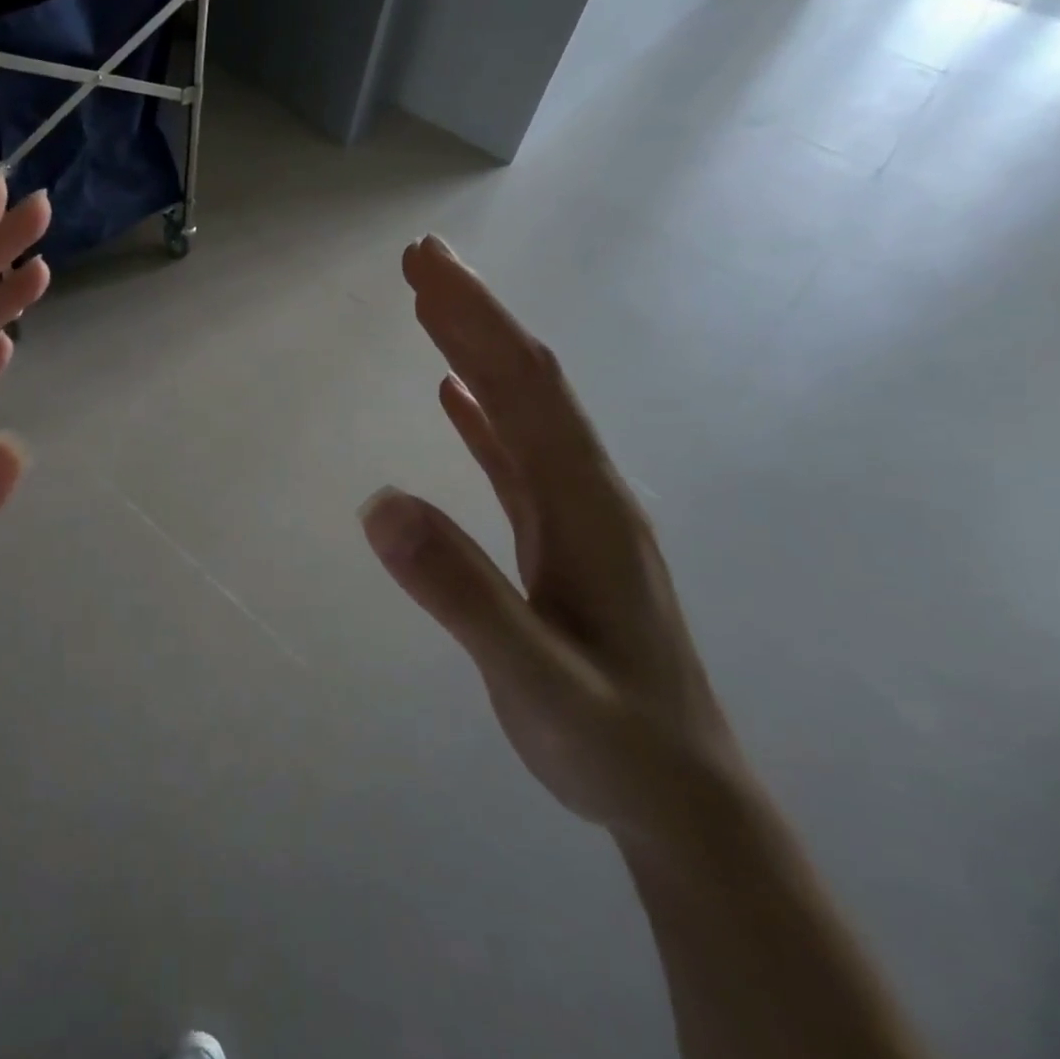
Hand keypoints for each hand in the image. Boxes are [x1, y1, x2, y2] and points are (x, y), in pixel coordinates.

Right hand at [360, 237, 751, 851]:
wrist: (681, 799)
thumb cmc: (612, 739)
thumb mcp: (535, 676)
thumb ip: (460, 591)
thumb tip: (379, 504)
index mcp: (586, 504)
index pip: (526, 386)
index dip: (477, 318)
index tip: (426, 265)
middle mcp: (586, 491)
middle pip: (524, 381)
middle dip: (472, 313)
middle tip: (418, 259)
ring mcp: (575, 513)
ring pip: (519, 410)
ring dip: (475, 351)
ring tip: (428, 305)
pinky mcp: (558, 537)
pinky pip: (514, 454)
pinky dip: (481, 413)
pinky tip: (451, 395)